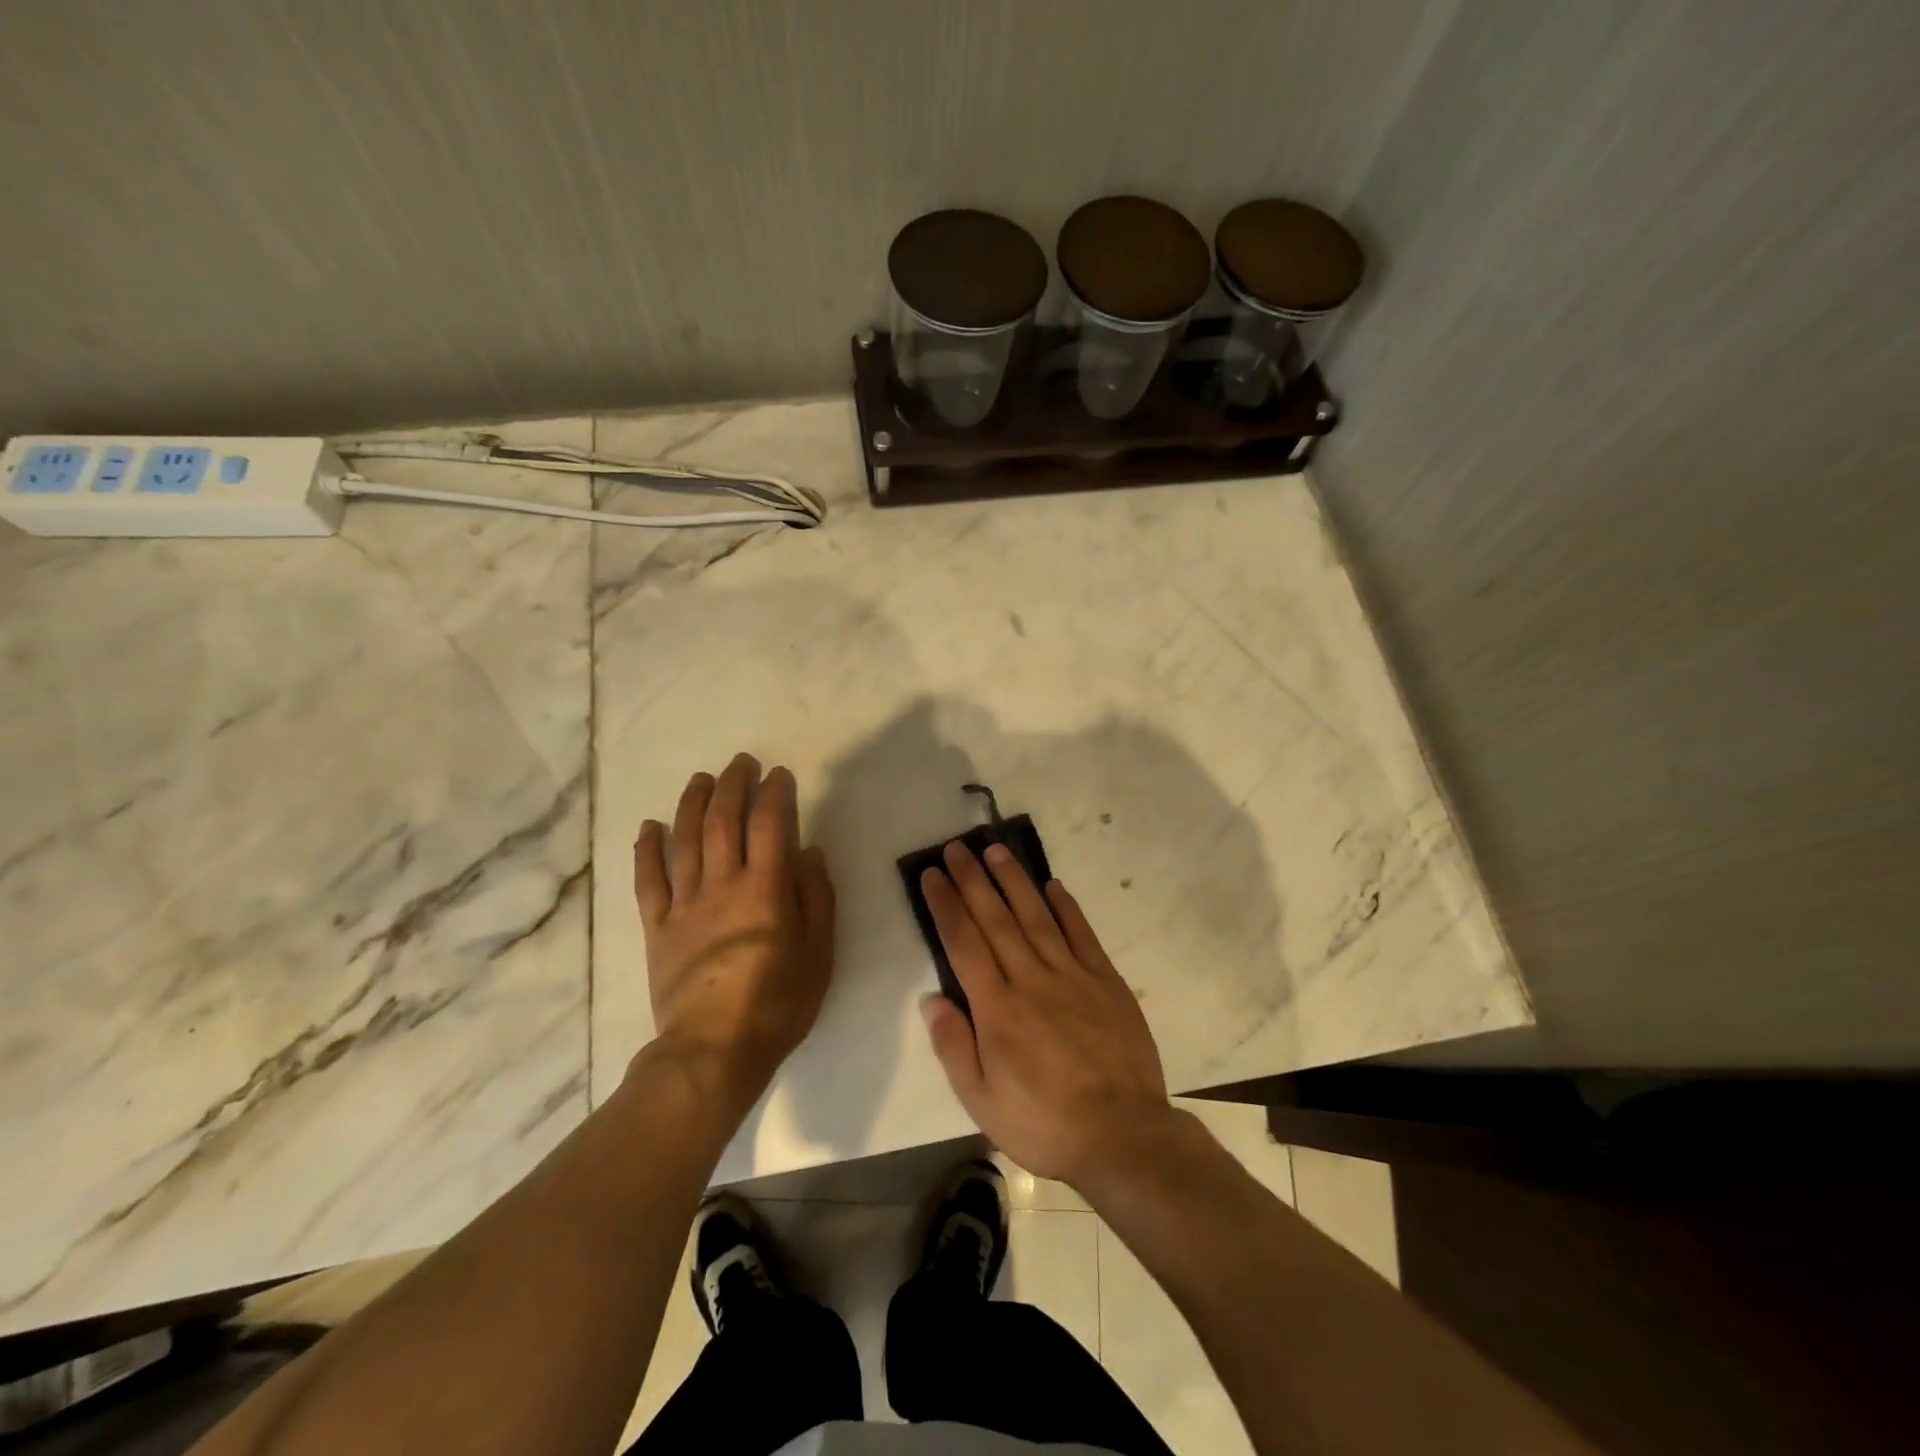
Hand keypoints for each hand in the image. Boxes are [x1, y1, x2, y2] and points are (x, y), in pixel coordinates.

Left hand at [633, 754, 834, 1107]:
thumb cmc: (778, 1003)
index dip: (774, 793)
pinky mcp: (657, 928)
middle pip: (723, 821)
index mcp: (765, 889)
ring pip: (684, 841)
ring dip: (692, 804)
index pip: (769, 825)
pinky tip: (650, 826)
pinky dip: (647, 850)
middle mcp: (722, 885)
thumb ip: (816, 898)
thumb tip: (809, 853)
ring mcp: (684, 905)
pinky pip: (648, 881)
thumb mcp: (819, 953)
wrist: (713, 1051)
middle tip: (741, 763)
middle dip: (733, 785)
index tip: (779, 775)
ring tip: (701, 780)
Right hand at [919, 841, 1172, 1187]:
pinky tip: (1053, 885)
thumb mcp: (982, 1102)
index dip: (946, 905)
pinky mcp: (1106, 982)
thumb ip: (954, 1047)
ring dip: (1014, 881)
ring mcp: (1072, 976)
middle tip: (958, 847)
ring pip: (1036, 916)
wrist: (1122, 1137)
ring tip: (996, 850)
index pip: (964, 943)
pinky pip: (1082, 935)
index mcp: (997, 1009)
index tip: (933, 875)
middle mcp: (1031, 980)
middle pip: (996, 919)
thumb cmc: (1044, 1123)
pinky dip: (1066, 907)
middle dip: (973, 880)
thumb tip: (931, 998)